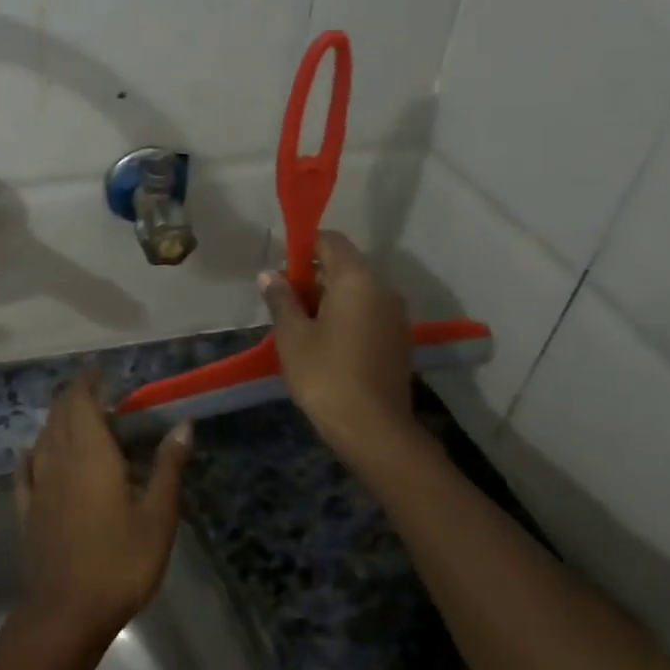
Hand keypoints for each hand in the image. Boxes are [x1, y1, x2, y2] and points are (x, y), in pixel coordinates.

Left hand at [13, 370, 191, 641]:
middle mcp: (58, 460)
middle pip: (60, 415)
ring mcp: (38, 486)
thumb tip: (183, 423)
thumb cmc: (120, 561)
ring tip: (76, 419)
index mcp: (90, 454)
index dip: (88, 382)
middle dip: (74, 396)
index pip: (82, 402)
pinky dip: (32, 454)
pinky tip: (31, 453)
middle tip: (96, 392)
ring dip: (57, 421)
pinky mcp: (27, 511)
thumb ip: (167, 466)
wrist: (66, 612)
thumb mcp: (157, 516)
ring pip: (43, 439)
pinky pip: (26, 471)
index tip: (100, 370)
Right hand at [259, 230, 420, 466]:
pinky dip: (345, 318)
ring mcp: (395, 317)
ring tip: (299, 326)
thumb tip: (271, 274)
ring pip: (356, 293)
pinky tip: (323, 344)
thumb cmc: (325, 375)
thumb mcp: (292, 336)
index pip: (331, 241)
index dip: (303, 247)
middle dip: (312, 277)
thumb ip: (281, 299)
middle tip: (282, 302)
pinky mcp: (398, 341)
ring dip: (328, 300)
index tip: (281, 269)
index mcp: (356, 280)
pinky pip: (367, 315)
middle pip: (345, 267)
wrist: (372, 428)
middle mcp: (382, 290)